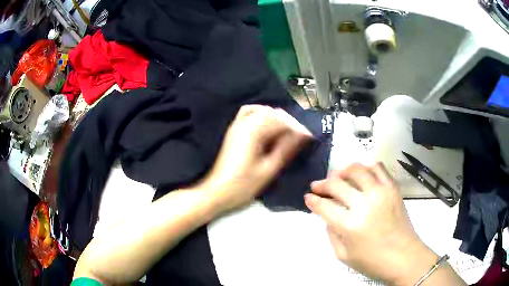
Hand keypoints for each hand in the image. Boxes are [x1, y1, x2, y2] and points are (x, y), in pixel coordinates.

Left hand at [200, 105, 311, 212]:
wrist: (218, 191)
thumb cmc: (243, 184)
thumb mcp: (268, 169)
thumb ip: (286, 148)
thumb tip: (302, 135)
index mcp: (253, 131)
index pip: (281, 121)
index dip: (297, 128)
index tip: (309, 136)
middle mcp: (244, 123)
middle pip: (272, 112)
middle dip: (289, 122)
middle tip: (300, 136)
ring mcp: (237, 125)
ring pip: (262, 110)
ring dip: (276, 118)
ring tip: (287, 131)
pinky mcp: (233, 130)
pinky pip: (249, 113)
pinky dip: (261, 115)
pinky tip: (268, 125)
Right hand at [305, 163, 437, 285]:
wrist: (404, 257)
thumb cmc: (372, 262)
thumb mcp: (343, 255)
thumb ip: (331, 234)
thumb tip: (327, 216)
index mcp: (350, 225)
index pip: (324, 205)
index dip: (312, 200)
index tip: (308, 198)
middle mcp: (364, 204)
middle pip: (337, 184)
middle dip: (322, 184)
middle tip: (317, 186)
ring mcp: (381, 193)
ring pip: (357, 170)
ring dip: (342, 170)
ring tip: (338, 176)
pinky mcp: (393, 189)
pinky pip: (379, 168)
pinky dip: (367, 167)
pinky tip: (361, 174)